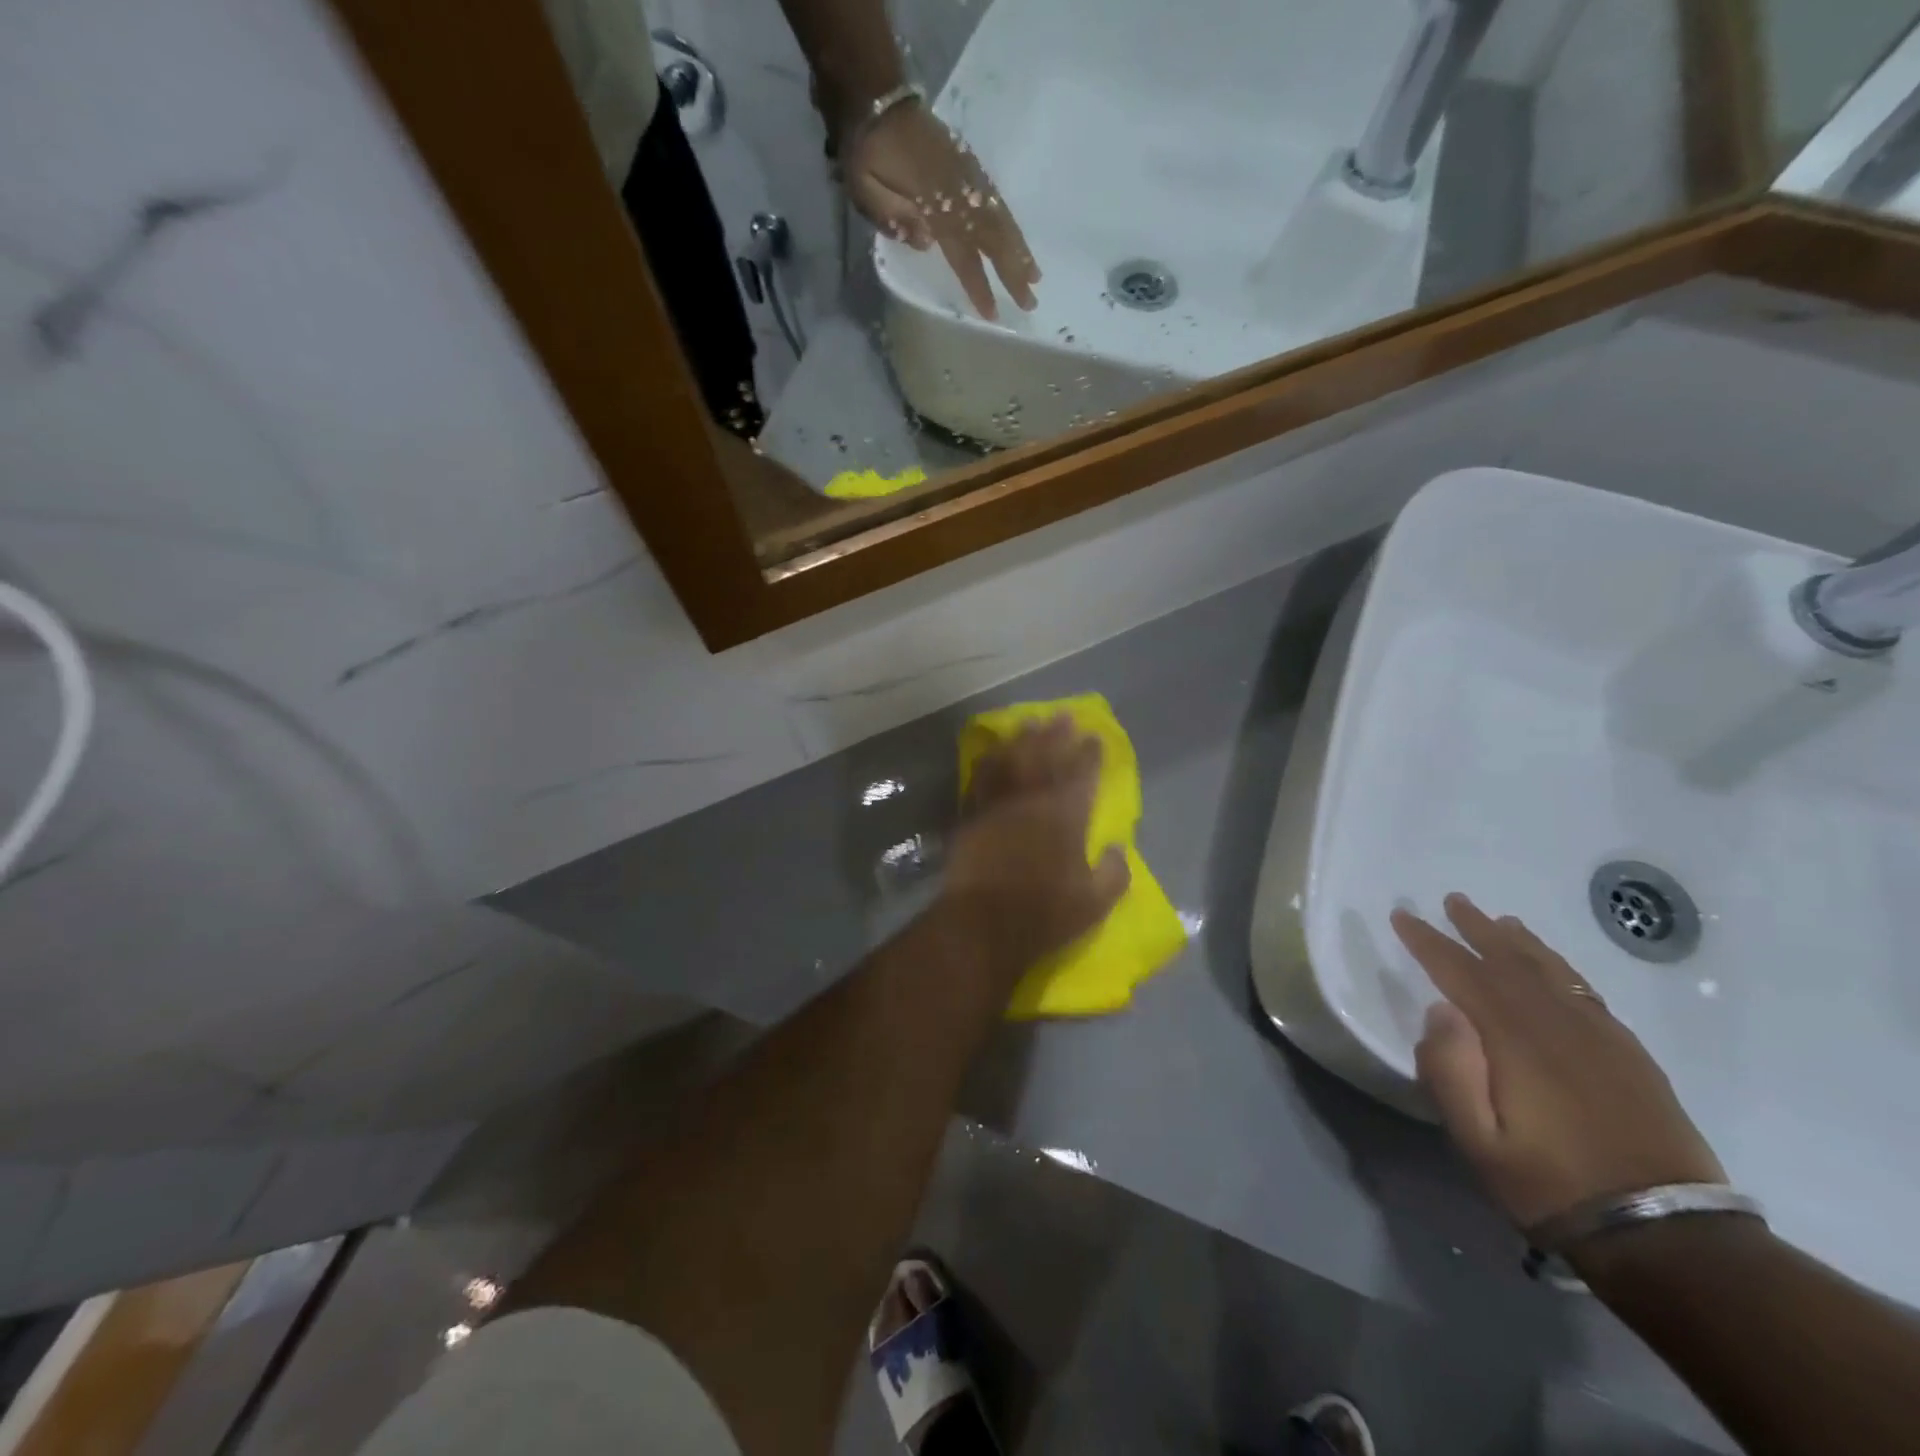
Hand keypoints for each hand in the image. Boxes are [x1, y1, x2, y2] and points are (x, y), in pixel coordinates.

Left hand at [842, 101, 1038, 320]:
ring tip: (1035, 275)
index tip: (992, 312)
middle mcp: (958, 192)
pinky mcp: (967, 165)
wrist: (874, 97)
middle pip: (992, 238)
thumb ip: (892, 216)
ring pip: (999, 218)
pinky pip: (995, 198)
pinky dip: (1009, 222)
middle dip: (1013, 271)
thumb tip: (928, 241)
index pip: (963, 254)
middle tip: (1031, 302)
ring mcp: (966, 176)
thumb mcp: (865, 187)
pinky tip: (1018, 240)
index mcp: (934, 203)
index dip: (978, 284)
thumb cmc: (865, 152)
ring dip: (1018, 249)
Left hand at [939, 715, 1127, 979]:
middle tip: (1062, 715)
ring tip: (1029, 722)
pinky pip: (981, 778)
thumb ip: (1114, 873)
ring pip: (1011, 760)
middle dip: (1056, 734)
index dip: (1089, 754)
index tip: (1094, 736)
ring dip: (1022, 739)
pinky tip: (992, 752)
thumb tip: (1117, 849)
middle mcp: (1031, 801)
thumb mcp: (1094, 904)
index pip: (1082, 775)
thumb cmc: (1043, 915)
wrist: (981, 925)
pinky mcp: (971, 816)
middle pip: (1045, 757)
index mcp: (1066, 816)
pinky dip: (989, 761)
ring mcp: (998, 805)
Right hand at [1391, 894, 1723, 1235]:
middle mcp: (1557, 1024)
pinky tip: (1553, 967)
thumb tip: (1439, 1010)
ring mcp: (1600, 1037)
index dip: (1428, 942)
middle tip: (1451, 900)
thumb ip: (1450, 1071)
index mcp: (1515, 1039)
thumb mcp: (1479, 1141)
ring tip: (1500, 920)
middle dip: (1475, 928)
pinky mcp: (1630, 1055)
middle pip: (1509, 961)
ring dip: (1520, 941)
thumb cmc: (1553, 1185)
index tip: (1403, 915)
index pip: (1461, 973)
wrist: (1668, 1235)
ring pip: (1551, 971)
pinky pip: (1586, 992)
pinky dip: (1560, 968)